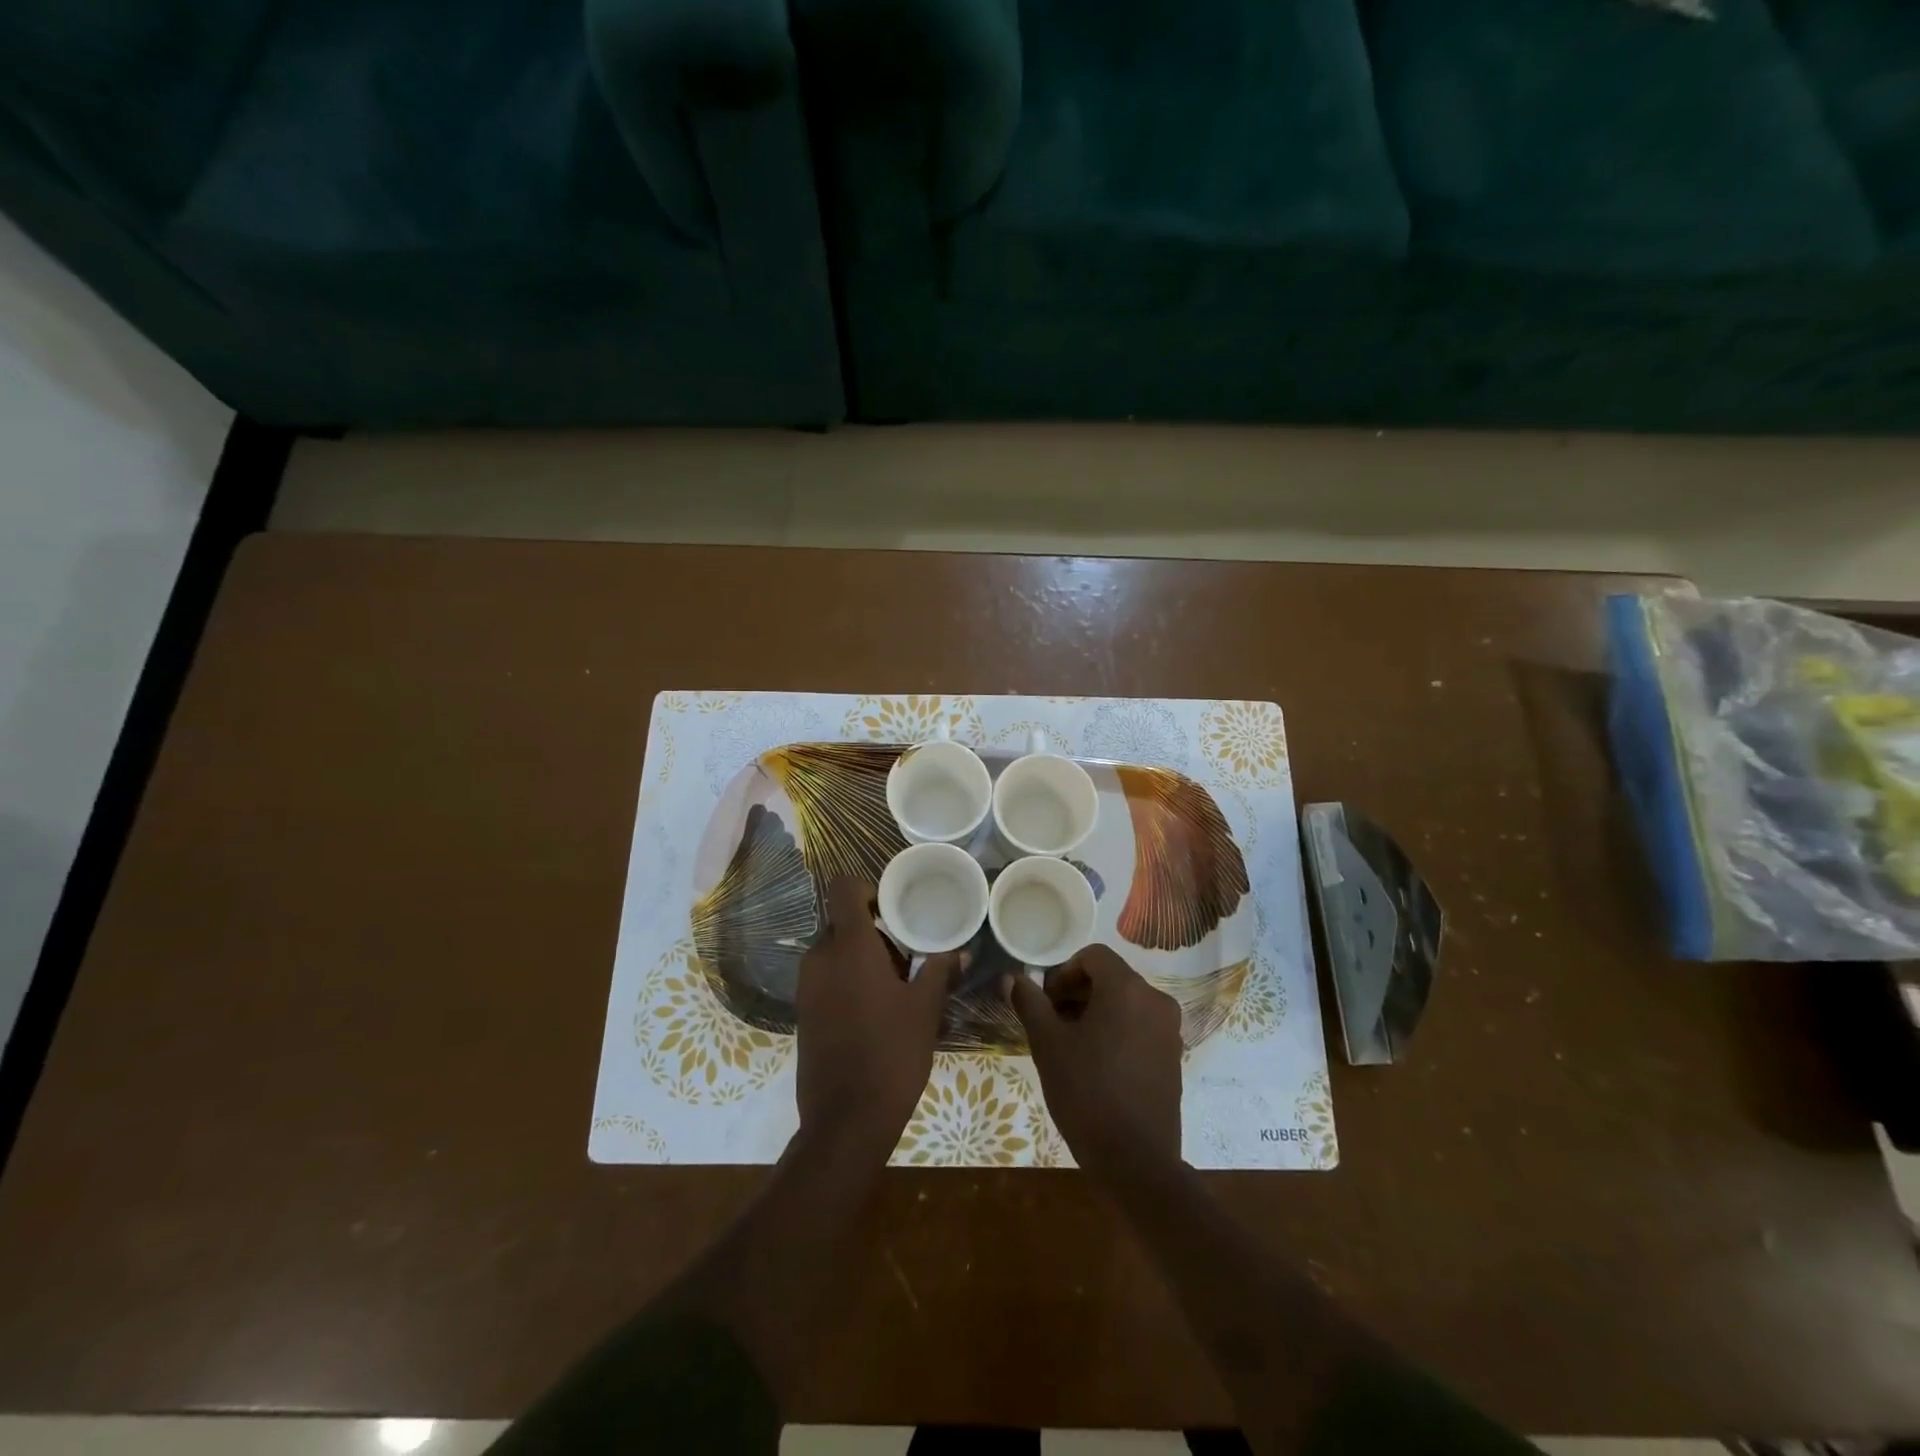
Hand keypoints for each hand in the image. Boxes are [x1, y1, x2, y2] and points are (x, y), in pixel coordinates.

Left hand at [795, 877, 958, 1161]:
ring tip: (896, 987)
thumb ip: (940, 971)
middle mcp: (820, 958)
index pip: (843, 889)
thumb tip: (962, 952)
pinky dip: (847, 979)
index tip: (894, 910)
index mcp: (849, 946)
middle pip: (842, 922)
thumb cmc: (892, 1053)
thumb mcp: (925, 1009)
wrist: (846, 1120)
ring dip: (861, 957)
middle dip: (873, 931)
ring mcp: (806, 986)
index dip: (867, 888)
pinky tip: (875, 1010)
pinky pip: (825, 977)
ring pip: (834, 951)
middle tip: (907, 957)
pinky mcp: (802, 1012)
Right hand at [1008, 944, 1183, 1184]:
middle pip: (1111, 977)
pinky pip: (1141, 1026)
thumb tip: (1012, 978)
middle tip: (1051, 1021)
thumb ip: (1030, 1003)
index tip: (1046, 1000)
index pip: (1093, 956)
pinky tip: (1096, 1062)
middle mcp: (1155, 1000)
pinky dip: (1117, 1030)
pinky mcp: (1173, 1056)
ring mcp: (1169, 1030)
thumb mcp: (1048, 1045)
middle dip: (1078, 992)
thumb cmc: (1086, 1092)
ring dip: (1096, 1011)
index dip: (1063, 972)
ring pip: (1126, 1002)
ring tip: (1071, 1044)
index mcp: (1127, 989)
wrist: (1135, 1161)